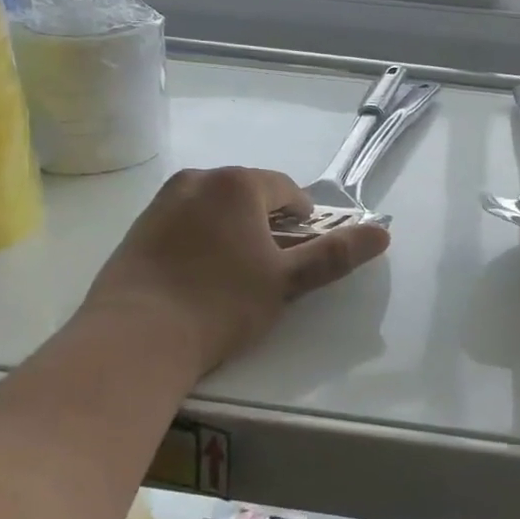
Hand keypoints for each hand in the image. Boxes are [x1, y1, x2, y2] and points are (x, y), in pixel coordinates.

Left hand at [78, 167, 388, 378]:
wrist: (135, 338)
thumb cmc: (222, 303)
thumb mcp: (287, 280)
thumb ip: (335, 253)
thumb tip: (383, 232)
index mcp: (238, 183)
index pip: (287, 190)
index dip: (302, 221)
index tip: (299, 255)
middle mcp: (198, 180)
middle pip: (249, 196)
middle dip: (265, 225)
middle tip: (269, 270)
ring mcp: (162, 202)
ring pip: (214, 209)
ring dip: (232, 232)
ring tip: (233, 278)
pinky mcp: (138, 229)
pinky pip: (183, 224)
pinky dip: (199, 242)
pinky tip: (197, 280)